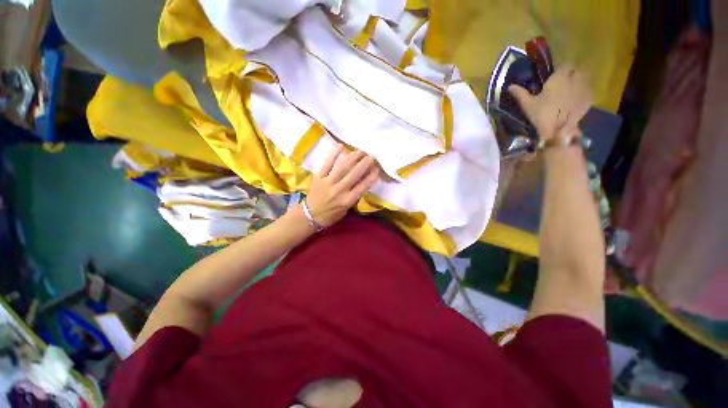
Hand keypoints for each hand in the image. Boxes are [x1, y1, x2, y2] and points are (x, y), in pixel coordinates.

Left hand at [305, 144, 379, 227]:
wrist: (310, 216)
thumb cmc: (331, 215)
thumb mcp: (346, 209)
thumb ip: (354, 196)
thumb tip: (362, 181)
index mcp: (347, 200)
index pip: (363, 186)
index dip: (371, 176)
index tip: (377, 169)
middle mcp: (339, 190)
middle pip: (354, 174)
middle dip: (365, 163)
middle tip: (371, 156)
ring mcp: (328, 182)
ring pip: (342, 167)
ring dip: (353, 157)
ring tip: (360, 151)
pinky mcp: (319, 177)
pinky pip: (327, 164)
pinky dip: (333, 154)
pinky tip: (340, 146)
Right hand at [509, 66, 591, 140]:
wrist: (557, 130)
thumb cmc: (541, 115)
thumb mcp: (528, 105)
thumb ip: (520, 93)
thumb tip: (510, 86)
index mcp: (559, 78)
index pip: (565, 65)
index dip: (561, 69)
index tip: (556, 75)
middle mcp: (574, 79)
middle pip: (576, 70)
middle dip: (571, 74)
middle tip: (564, 82)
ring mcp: (584, 89)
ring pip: (585, 79)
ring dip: (579, 82)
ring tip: (572, 89)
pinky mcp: (589, 99)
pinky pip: (589, 91)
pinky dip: (585, 92)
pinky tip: (578, 99)